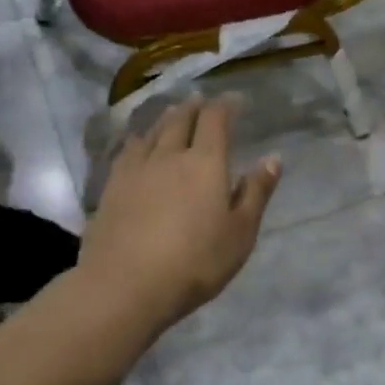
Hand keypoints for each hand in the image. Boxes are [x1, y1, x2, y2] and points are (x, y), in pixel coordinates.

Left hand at [77, 95, 279, 331]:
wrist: (125, 285)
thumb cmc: (194, 263)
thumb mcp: (239, 234)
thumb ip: (256, 193)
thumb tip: (273, 158)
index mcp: (205, 163)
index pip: (215, 120)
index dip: (225, 106)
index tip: (234, 100)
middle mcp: (169, 155)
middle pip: (181, 120)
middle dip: (194, 107)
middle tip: (201, 100)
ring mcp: (136, 169)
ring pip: (152, 131)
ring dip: (166, 118)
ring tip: (173, 112)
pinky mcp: (112, 186)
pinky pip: (127, 150)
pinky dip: (138, 139)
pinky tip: (137, 142)